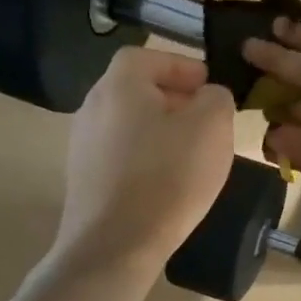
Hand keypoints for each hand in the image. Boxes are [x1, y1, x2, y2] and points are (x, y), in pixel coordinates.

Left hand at [52, 48, 236, 273]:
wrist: (116, 244)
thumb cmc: (169, 175)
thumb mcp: (213, 126)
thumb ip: (217, 97)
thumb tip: (208, 96)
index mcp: (120, 87)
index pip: (147, 56)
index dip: (181, 66)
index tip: (209, 87)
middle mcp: (92, 108)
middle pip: (137, 89)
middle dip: (176, 98)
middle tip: (209, 118)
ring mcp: (83, 145)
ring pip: (131, 122)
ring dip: (163, 128)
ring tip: (195, 151)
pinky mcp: (85, 178)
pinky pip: (123, 152)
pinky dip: (149, 155)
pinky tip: (171, 179)